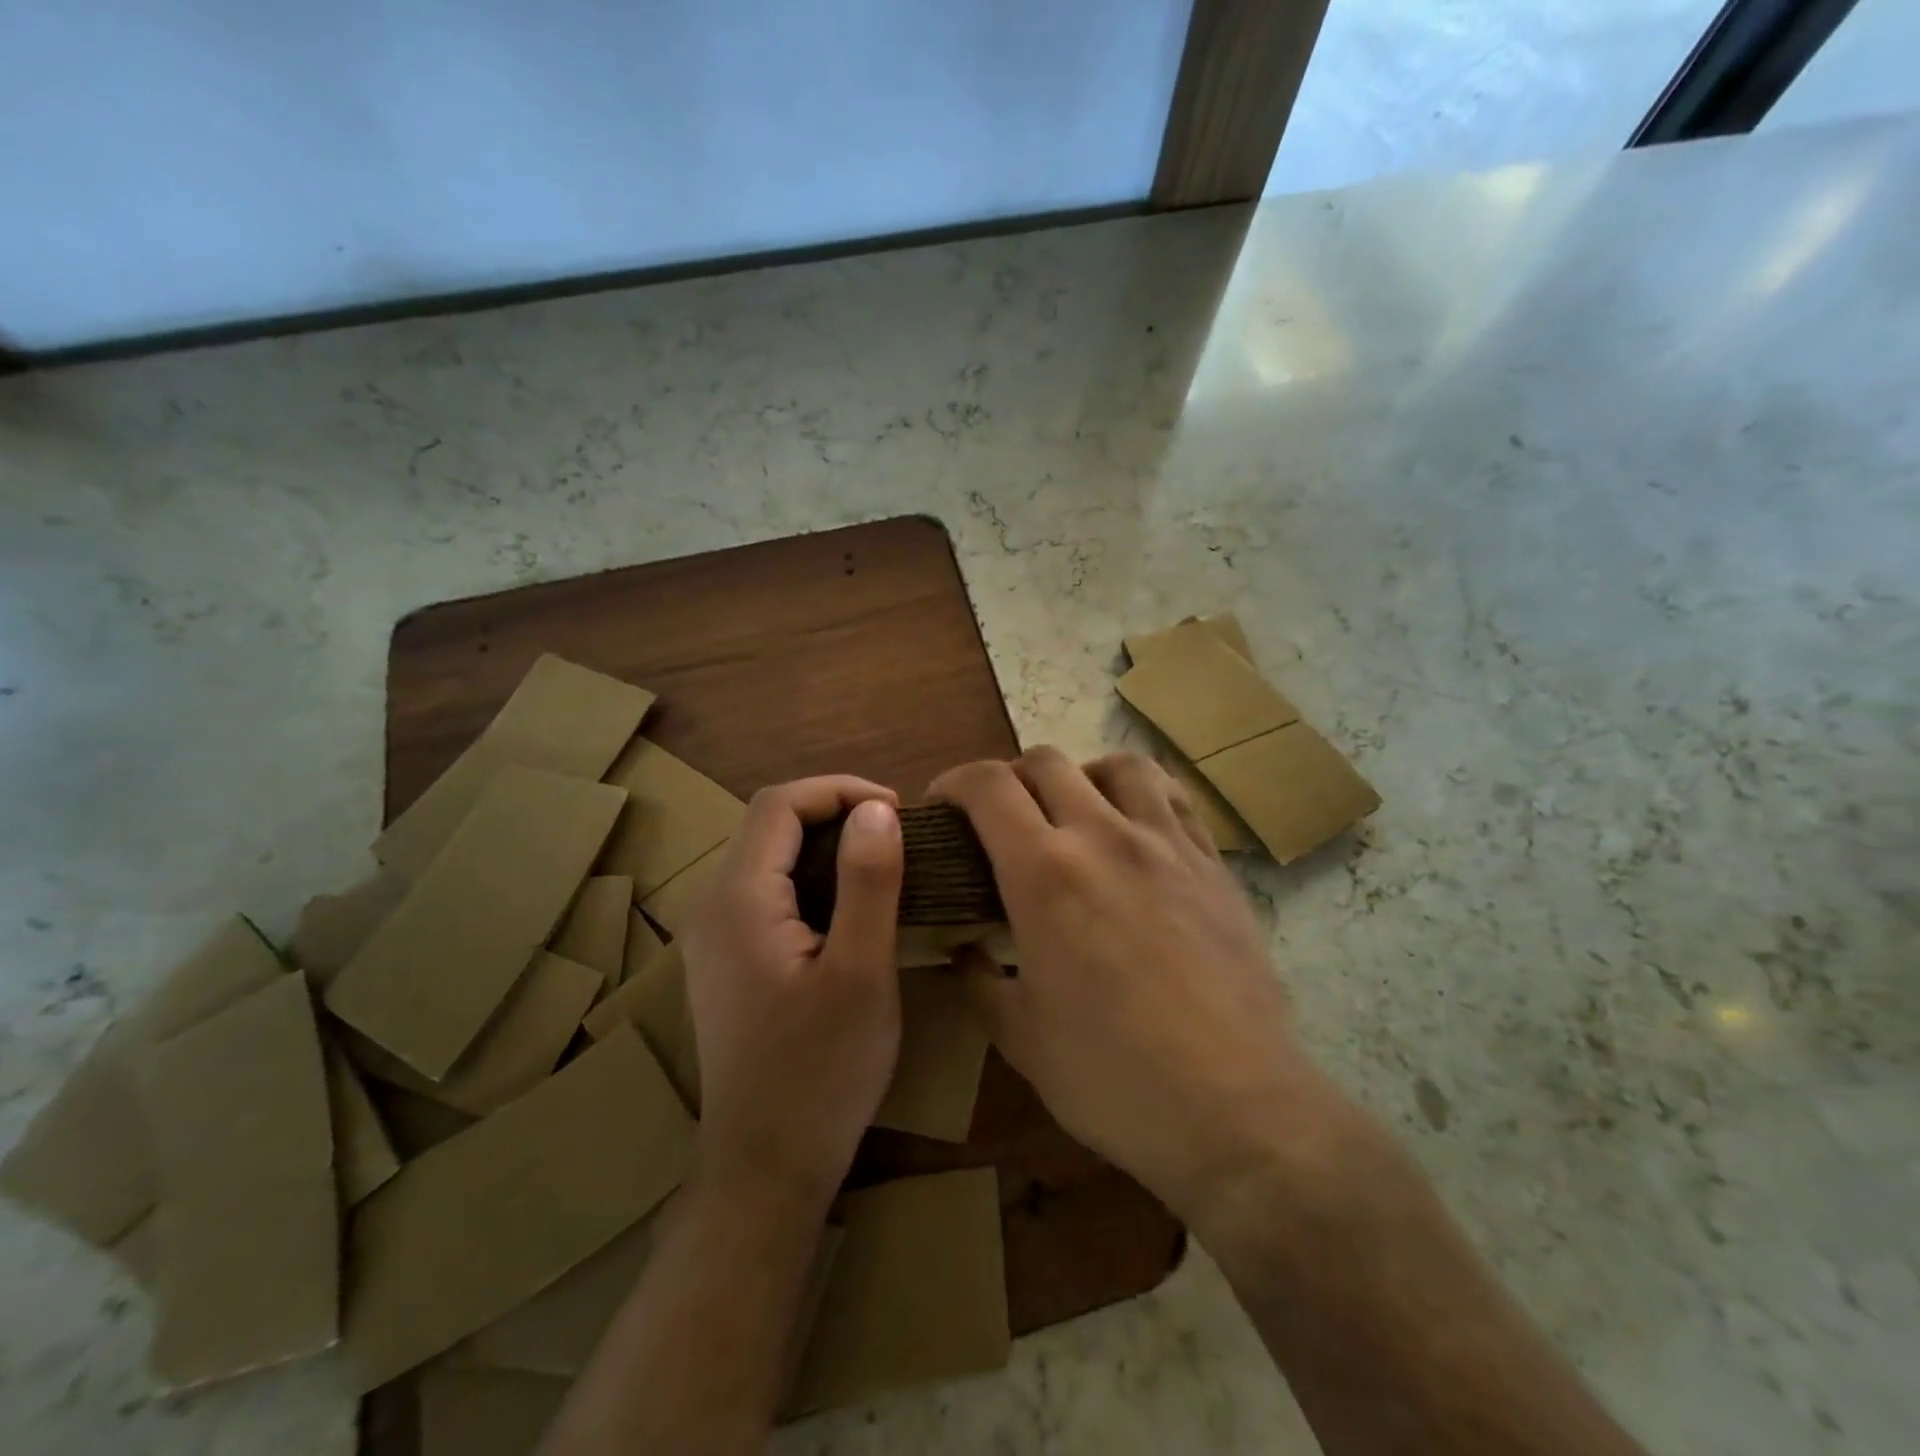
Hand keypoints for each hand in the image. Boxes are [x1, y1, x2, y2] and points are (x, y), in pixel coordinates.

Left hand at [681, 777, 903, 1207]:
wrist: (765, 1170)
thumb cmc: (820, 1073)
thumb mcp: (861, 972)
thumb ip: (868, 882)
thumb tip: (878, 810)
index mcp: (738, 900)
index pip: (780, 805)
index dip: (839, 790)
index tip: (896, 810)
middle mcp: (712, 906)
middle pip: (769, 825)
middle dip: (833, 811)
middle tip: (895, 833)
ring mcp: (713, 936)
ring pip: (768, 857)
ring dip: (823, 843)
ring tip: (881, 859)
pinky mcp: (726, 960)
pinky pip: (766, 891)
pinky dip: (810, 875)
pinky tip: (848, 902)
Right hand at [931, 748, 1304, 1220]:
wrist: (1237, 1108)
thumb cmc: (1113, 1078)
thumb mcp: (1021, 1038)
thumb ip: (981, 982)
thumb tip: (964, 952)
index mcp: (1044, 874)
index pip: (988, 787)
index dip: (954, 782)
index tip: (942, 805)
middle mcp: (1103, 837)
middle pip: (1046, 762)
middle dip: (1009, 778)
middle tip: (1001, 819)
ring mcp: (1166, 844)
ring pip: (1118, 765)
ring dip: (1080, 775)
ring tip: (1074, 811)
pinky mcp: (1213, 863)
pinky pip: (1174, 797)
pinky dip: (1142, 794)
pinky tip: (1136, 829)